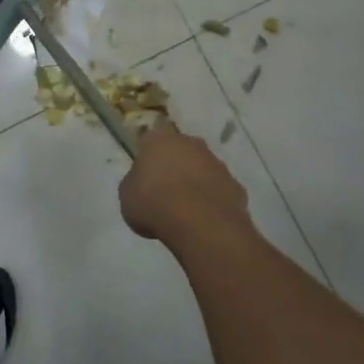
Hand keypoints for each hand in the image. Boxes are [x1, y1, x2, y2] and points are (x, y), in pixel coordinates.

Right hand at [119, 121, 250, 243]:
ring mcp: (217, 164)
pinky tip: (204, 220)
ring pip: (203, 169)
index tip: (144, 173)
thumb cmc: (154, 203)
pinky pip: (219, 190)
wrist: (200, 224)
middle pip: (181, 150)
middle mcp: (191, 144)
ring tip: (185, 210)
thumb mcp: (127, 195)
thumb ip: (135, 184)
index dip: (147, 155)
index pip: (151, 139)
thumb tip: (142, 184)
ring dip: (195, 182)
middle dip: (175, 165)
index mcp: (160, 139)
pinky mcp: (236, 186)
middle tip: (164, 190)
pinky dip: (212, 201)